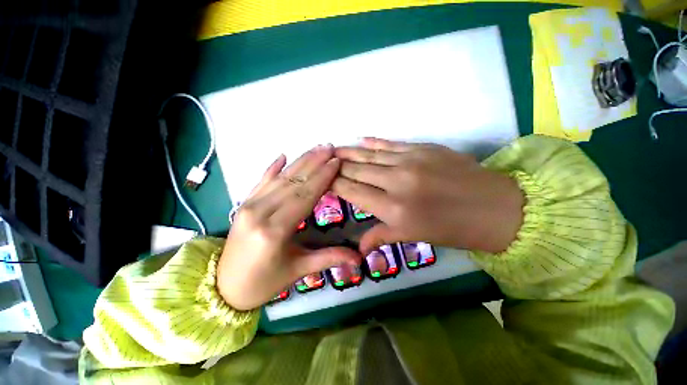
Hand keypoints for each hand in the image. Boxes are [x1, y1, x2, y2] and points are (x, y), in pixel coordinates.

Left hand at [218, 145, 361, 310]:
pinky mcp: (243, 205)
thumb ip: (329, 258)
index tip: (336, 161)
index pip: (305, 195)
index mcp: (275, 230)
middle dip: (314, 163)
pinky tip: (282, 155)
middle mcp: (260, 212)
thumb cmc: (264, 283)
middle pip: (293, 182)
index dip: (322, 177)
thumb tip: (359, 259)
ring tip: (316, 148)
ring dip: (300, 161)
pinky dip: (272, 168)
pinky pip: (261, 181)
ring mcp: (248, 206)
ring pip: (280, 178)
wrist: (223, 289)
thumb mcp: (298, 270)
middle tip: (330, 147)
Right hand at [333, 138, 523, 253]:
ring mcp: (411, 161)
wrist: (496, 208)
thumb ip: (381, 236)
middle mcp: (397, 182)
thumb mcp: (414, 237)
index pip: (353, 192)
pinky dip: (374, 142)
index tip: (323, 180)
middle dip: (338, 166)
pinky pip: (391, 144)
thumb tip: (358, 247)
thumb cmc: (452, 228)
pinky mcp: (423, 148)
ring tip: (333, 148)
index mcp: (393, 209)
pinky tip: (360, 139)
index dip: (335, 184)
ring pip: (370, 154)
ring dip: (350, 151)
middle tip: (324, 161)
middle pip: (358, 170)